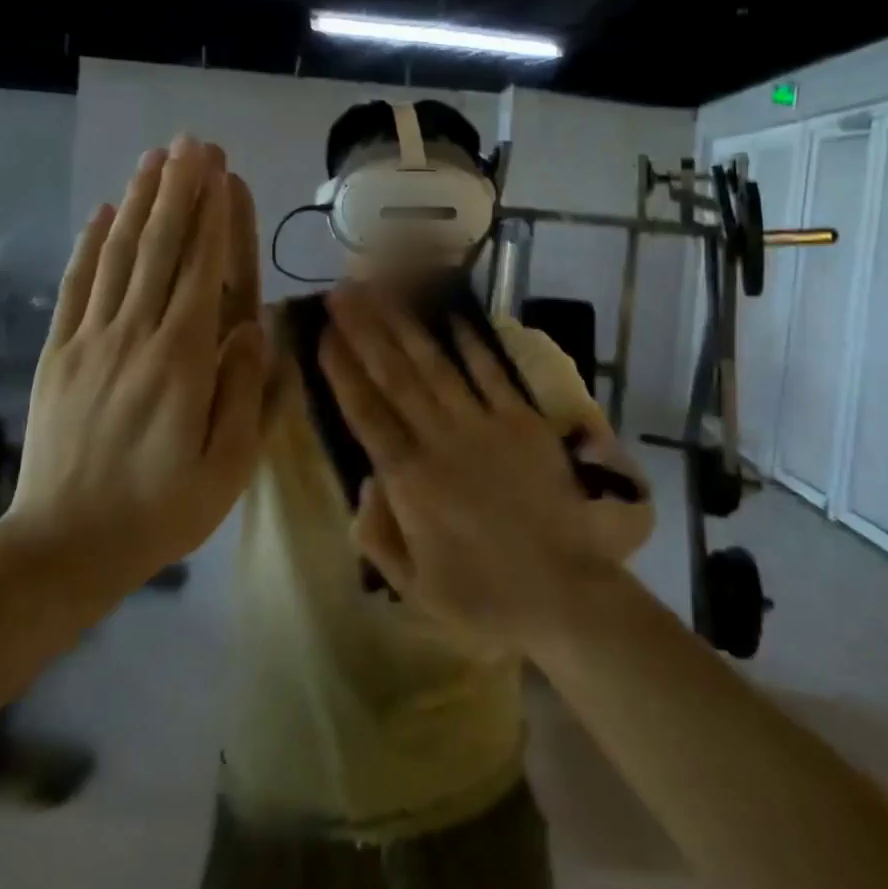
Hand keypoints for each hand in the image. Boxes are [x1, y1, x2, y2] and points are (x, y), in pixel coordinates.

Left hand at [1, 136, 268, 619]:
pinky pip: (77, 287)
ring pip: (118, 256)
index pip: (201, 271)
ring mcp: (90, 341)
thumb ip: (243, 392)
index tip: (220, 171)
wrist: (64, 547)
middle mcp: (134, 336)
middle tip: (192, 144)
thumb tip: (253, 328)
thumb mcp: (225, 466)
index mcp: (181, 361)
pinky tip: (104, 212)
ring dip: (138, 202)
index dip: (213, 216)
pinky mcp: (59, 354)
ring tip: (155, 158)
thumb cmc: (162, 510)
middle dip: (178, 191)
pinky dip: (91, 245)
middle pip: (159, 249)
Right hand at [317, 283, 614, 645]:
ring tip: (383, 291)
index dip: (342, 370)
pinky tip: (450, 315)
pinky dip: (470, 342)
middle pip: (395, 376)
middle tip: (343, 291)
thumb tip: (366, 480)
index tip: (323, 333)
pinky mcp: (521, 420)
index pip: (366, 413)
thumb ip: (379, 535)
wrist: (564, 592)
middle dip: (365, 331)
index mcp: (410, 482)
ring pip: (435, 365)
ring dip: (406, 325)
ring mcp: (484, 425)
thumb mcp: (414, 588)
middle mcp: (440, 441)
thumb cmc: (484, 597)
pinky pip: (490, 373)